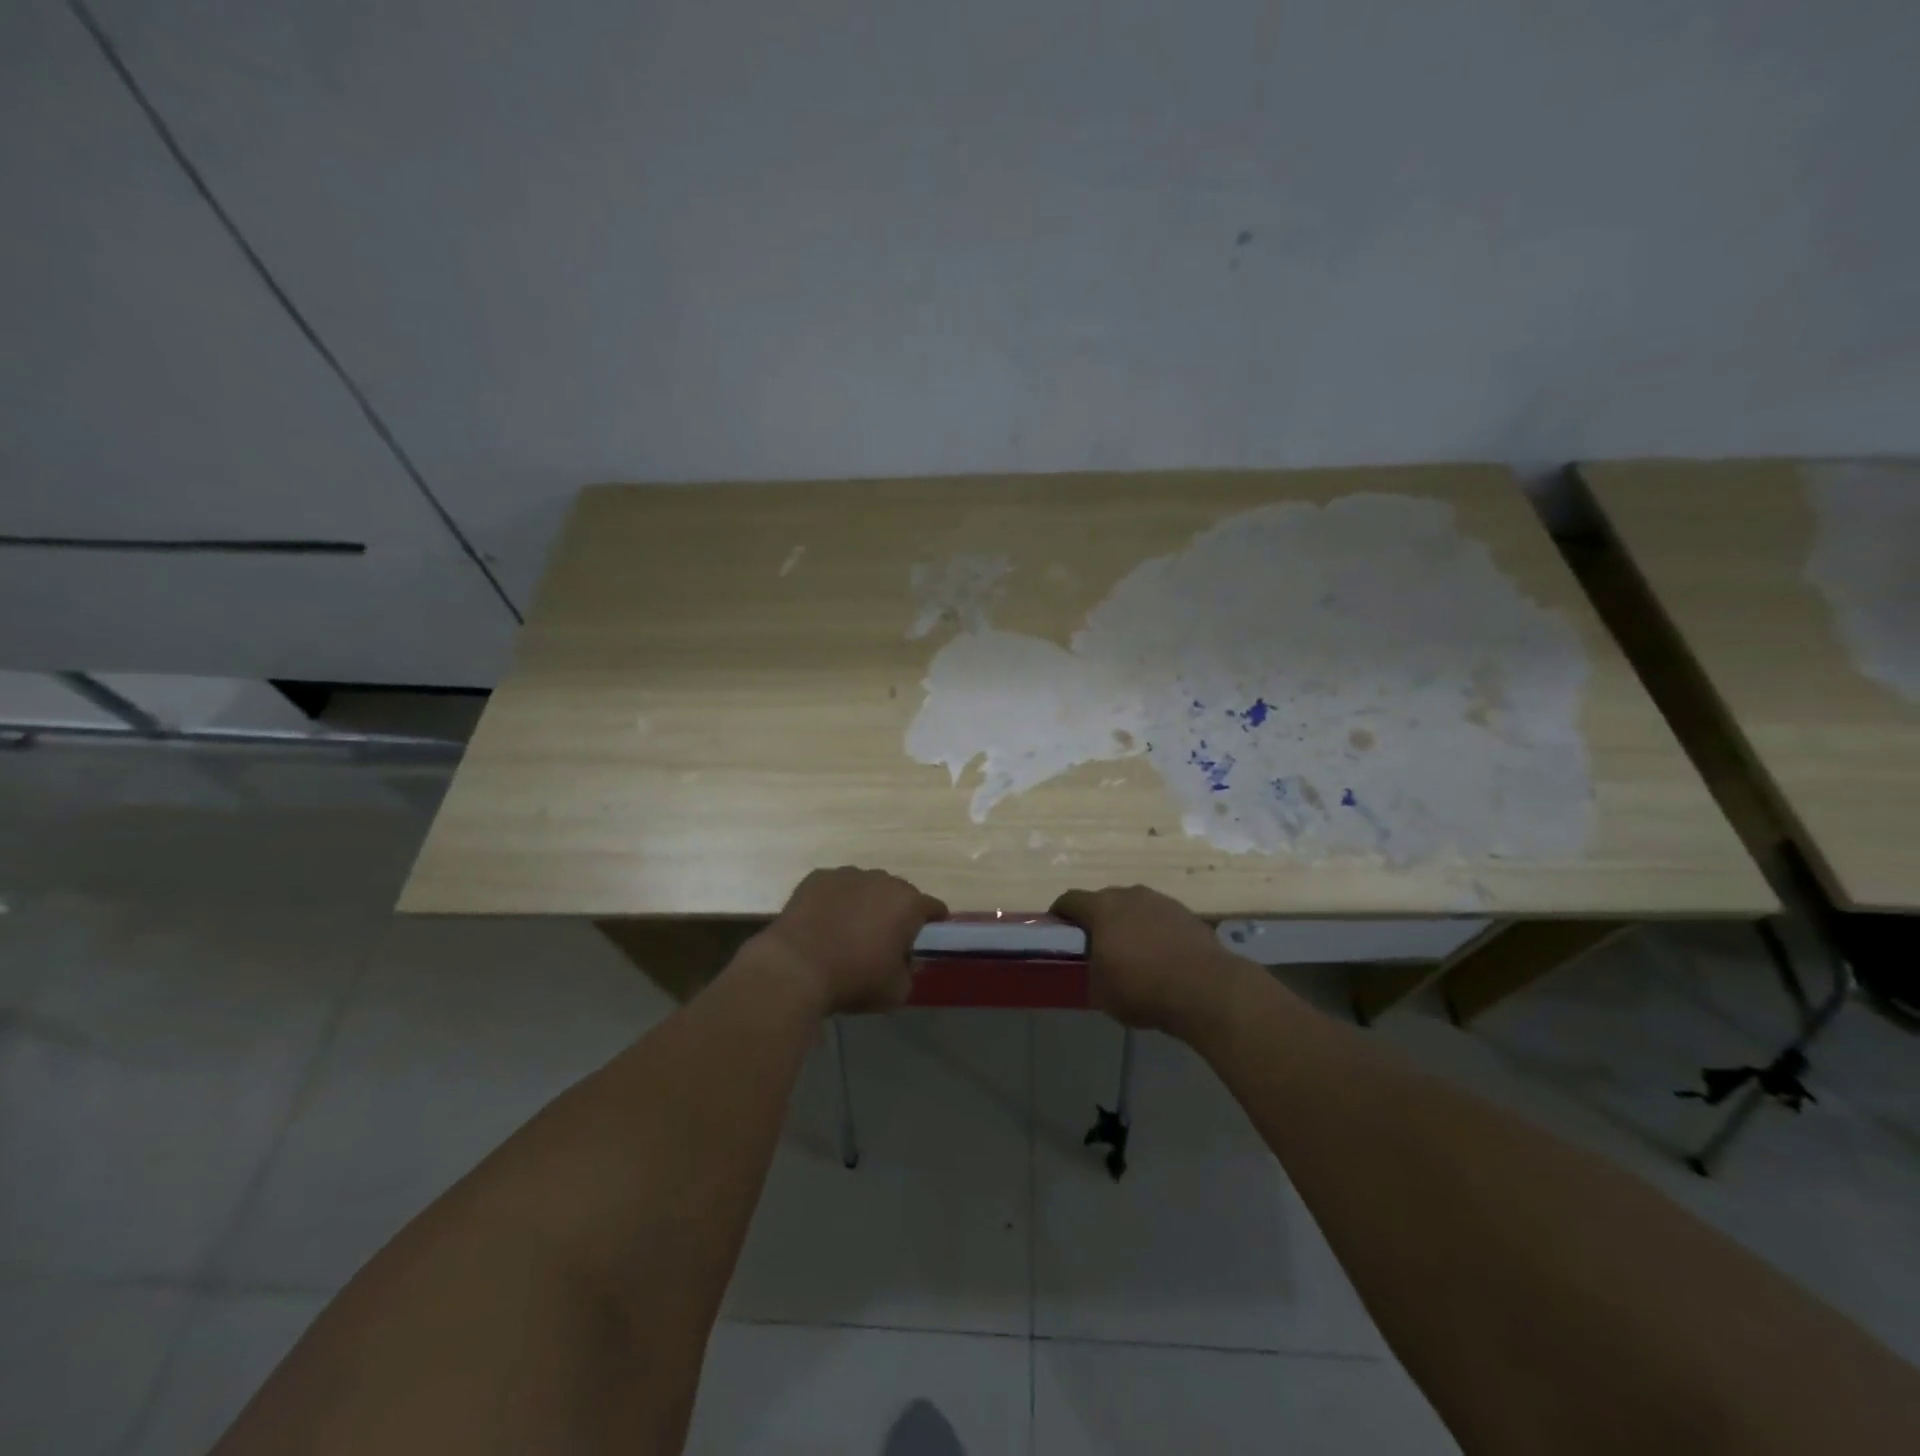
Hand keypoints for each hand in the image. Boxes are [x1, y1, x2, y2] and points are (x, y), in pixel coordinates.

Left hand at [754, 867, 947, 1014]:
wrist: (795, 968)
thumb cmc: (853, 979)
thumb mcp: (896, 991)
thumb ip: (910, 971)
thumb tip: (906, 960)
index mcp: (908, 903)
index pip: (933, 907)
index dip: (932, 923)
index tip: (923, 938)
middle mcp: (882, 880)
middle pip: (898, 893)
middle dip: (895, 912)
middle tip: (882, 939)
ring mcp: (847, 874)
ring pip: (865, 886)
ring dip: (864, 903)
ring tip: (847, 930)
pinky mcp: (817, 877)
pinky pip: (834, 887)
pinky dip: (834, 901)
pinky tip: (822, 923)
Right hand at [1051, 884, 1241, 1035]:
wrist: (1206, 989)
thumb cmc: (1143, 988)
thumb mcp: (1101, 990)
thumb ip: (1092, 969)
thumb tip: (1096, 964)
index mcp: (1102, 908)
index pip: (1070, 900)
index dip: (1060, 913)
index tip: (1058, 928)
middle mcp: (1130, 895)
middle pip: (1104, 900)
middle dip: (1097, 919)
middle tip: (1096, 944)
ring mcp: (1161, 901)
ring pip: (1134, 907)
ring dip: (1128, 922)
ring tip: (1132, 950)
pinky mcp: (1186, 913)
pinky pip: (1159, 918)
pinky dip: (1154, 930)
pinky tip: (1160, 955)